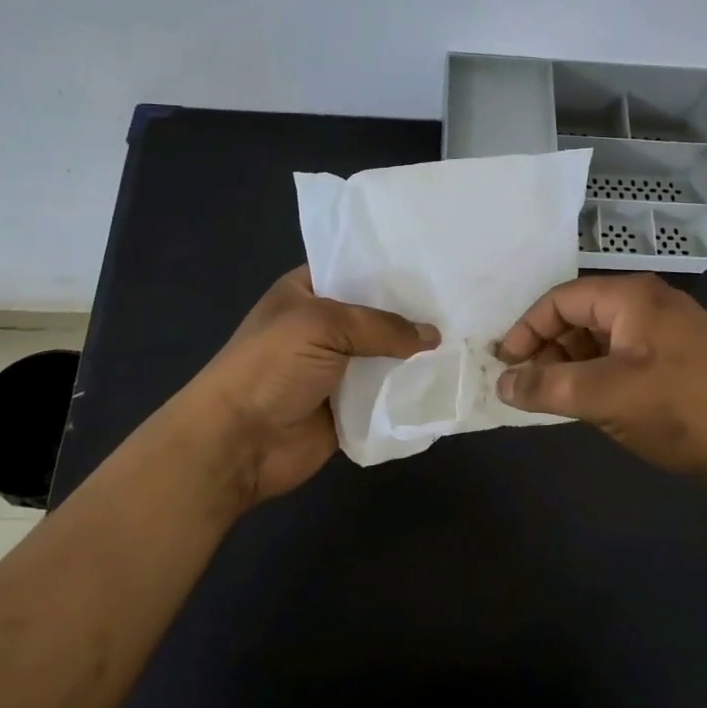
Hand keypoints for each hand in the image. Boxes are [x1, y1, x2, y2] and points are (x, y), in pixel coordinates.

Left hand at [166, 267, 438, 514]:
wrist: (237, 443)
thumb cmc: (270, 367)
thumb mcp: (322, 325)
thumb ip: (381, 326)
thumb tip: (434, 336)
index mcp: (309, 291)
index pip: (358, 268)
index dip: (395, 268)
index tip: (439, 264)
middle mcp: (325, 325)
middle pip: (380, 314)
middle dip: (416, 313)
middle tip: (465, 303)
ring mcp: (338, 368)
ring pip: (388, 355)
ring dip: (418, 355)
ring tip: (469, 340)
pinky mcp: (350, 407)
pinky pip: (388, 394)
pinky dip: (411, 391)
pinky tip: (449, 380)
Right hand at [494, 274, 706, 531]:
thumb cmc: (680, 409)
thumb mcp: (604, 396)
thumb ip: (546, 387)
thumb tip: (501, 384)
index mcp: (631, 297)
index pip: (560, 300)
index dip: (526, 330)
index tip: (502, 365)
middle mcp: (649, 305)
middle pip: (581, 316)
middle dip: (548, 349)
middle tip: (526, 386)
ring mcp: (669, 335)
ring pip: (603, 340)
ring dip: (572, 365)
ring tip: (553, 399)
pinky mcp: (681, 364)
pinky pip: (625, 360)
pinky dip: (599, 377)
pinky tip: (589, 405)